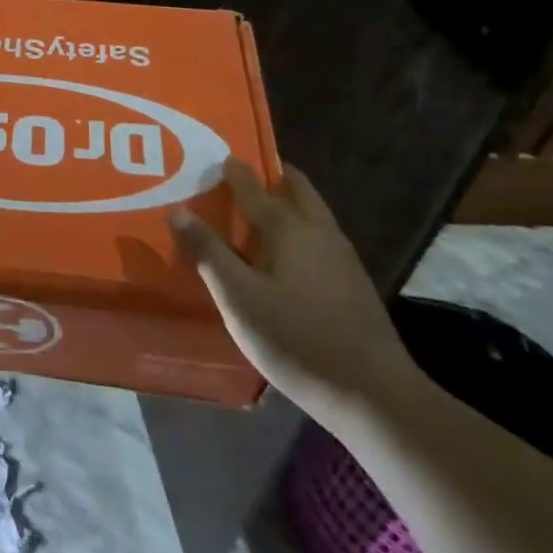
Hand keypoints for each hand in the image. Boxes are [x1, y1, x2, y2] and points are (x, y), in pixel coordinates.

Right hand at [169, 161, 421, 425]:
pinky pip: (320, 237)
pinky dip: (300, 229)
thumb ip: (207, 252)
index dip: (232, 170)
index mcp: (287, 227)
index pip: (253, 185)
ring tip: (259, 212)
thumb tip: (178, 211)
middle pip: (295, 187)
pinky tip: (287, 256)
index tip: (215, 157)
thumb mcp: (237, 297)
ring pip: (312, 212)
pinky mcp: (354, 283)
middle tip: (240, 178)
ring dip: (288, 202)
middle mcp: (318, 230)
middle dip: (270, 176)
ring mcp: (342, 257)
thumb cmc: (296, 338)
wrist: (374, 395)